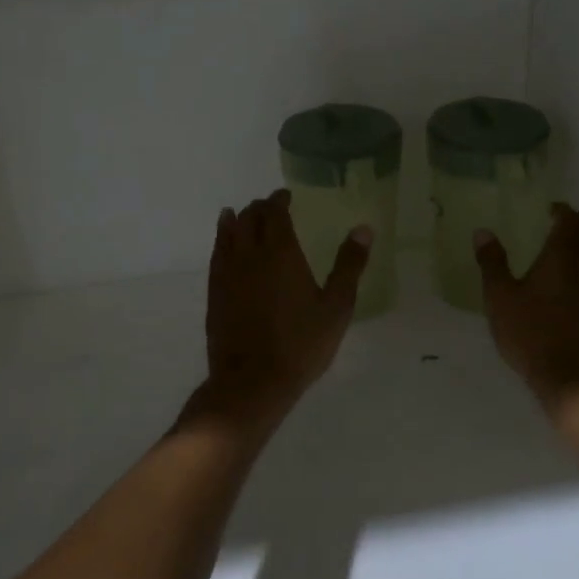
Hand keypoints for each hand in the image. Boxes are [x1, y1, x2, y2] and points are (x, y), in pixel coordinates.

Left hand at [189, 189, 371, 437]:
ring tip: (242, 216)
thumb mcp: (336, 307)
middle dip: (260, 208)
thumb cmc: (301, 344)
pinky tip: (226, 245)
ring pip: (228, 232)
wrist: (252, 381)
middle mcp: (250, 254)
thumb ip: (349, 265)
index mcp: (281, 252)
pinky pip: (216, 254)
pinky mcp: (214, 292)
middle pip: (249, 218)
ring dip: (238, 219)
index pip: (275, 212)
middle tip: (271, 208)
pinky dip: (222, 240)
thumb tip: (363, 229)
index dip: (280, 200)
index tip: (287, 196)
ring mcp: (227, 273)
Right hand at [476, 203, 578, 411]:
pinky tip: (572, 283)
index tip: (549, 211)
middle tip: (559, 227)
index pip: (572, 222)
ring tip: (568, 252)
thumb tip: (483, 232)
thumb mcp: (500, 297)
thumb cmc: (530, 332)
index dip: (563, 212)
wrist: (568, 377)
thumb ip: (492, 263)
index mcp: (562, 257)